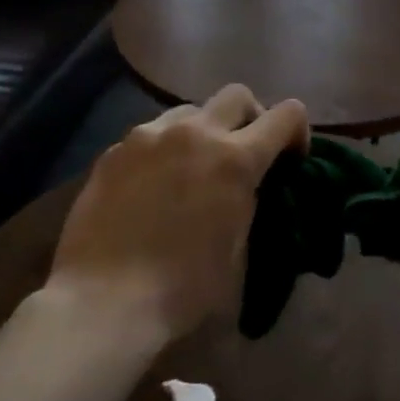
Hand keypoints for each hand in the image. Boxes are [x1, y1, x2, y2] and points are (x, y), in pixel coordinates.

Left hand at [46, 85, 308, 341]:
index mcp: (236, 159)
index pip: (286, 114)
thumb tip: (247, 191)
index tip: (290, 160)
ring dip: (204, 131)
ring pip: (190, 111)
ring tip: (193, 169)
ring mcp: (149, 137)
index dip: (297, 133)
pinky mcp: (114, 152)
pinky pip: (151, 135)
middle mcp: (195, 133)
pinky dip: (164, 151)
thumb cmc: (183, 291)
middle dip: (251, 118)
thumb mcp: (240, 252)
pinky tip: (152, 187)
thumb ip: (250, 205)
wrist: (102, 304)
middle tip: (243, 155)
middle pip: (237, 95)